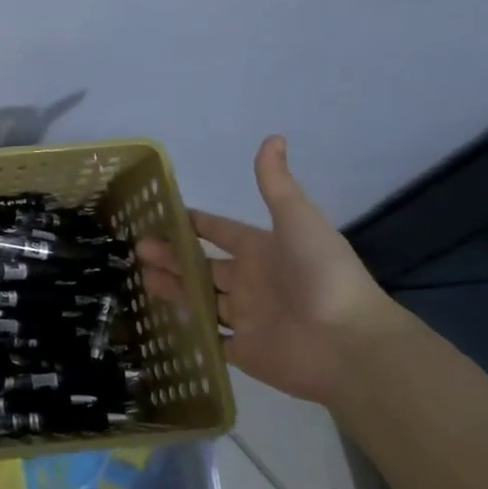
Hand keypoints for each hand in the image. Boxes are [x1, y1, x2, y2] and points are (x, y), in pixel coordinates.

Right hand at [137, 136, 404, 405]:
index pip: (220, 231)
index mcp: (261, 250)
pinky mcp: (246, 352)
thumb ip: (276, 183)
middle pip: (204, 266)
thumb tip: (273, 137)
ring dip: (174, 288)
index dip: (194, 223)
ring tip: (141, 278)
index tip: (162, 215)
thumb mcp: (297, 219)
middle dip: (173, 256)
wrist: (349, 344)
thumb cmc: (320, 274)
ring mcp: (248, 318)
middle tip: (138, 248)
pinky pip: (211, 340)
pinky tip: (161, 320)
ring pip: (202, 300)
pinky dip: (190, 332)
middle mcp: (252, 282)